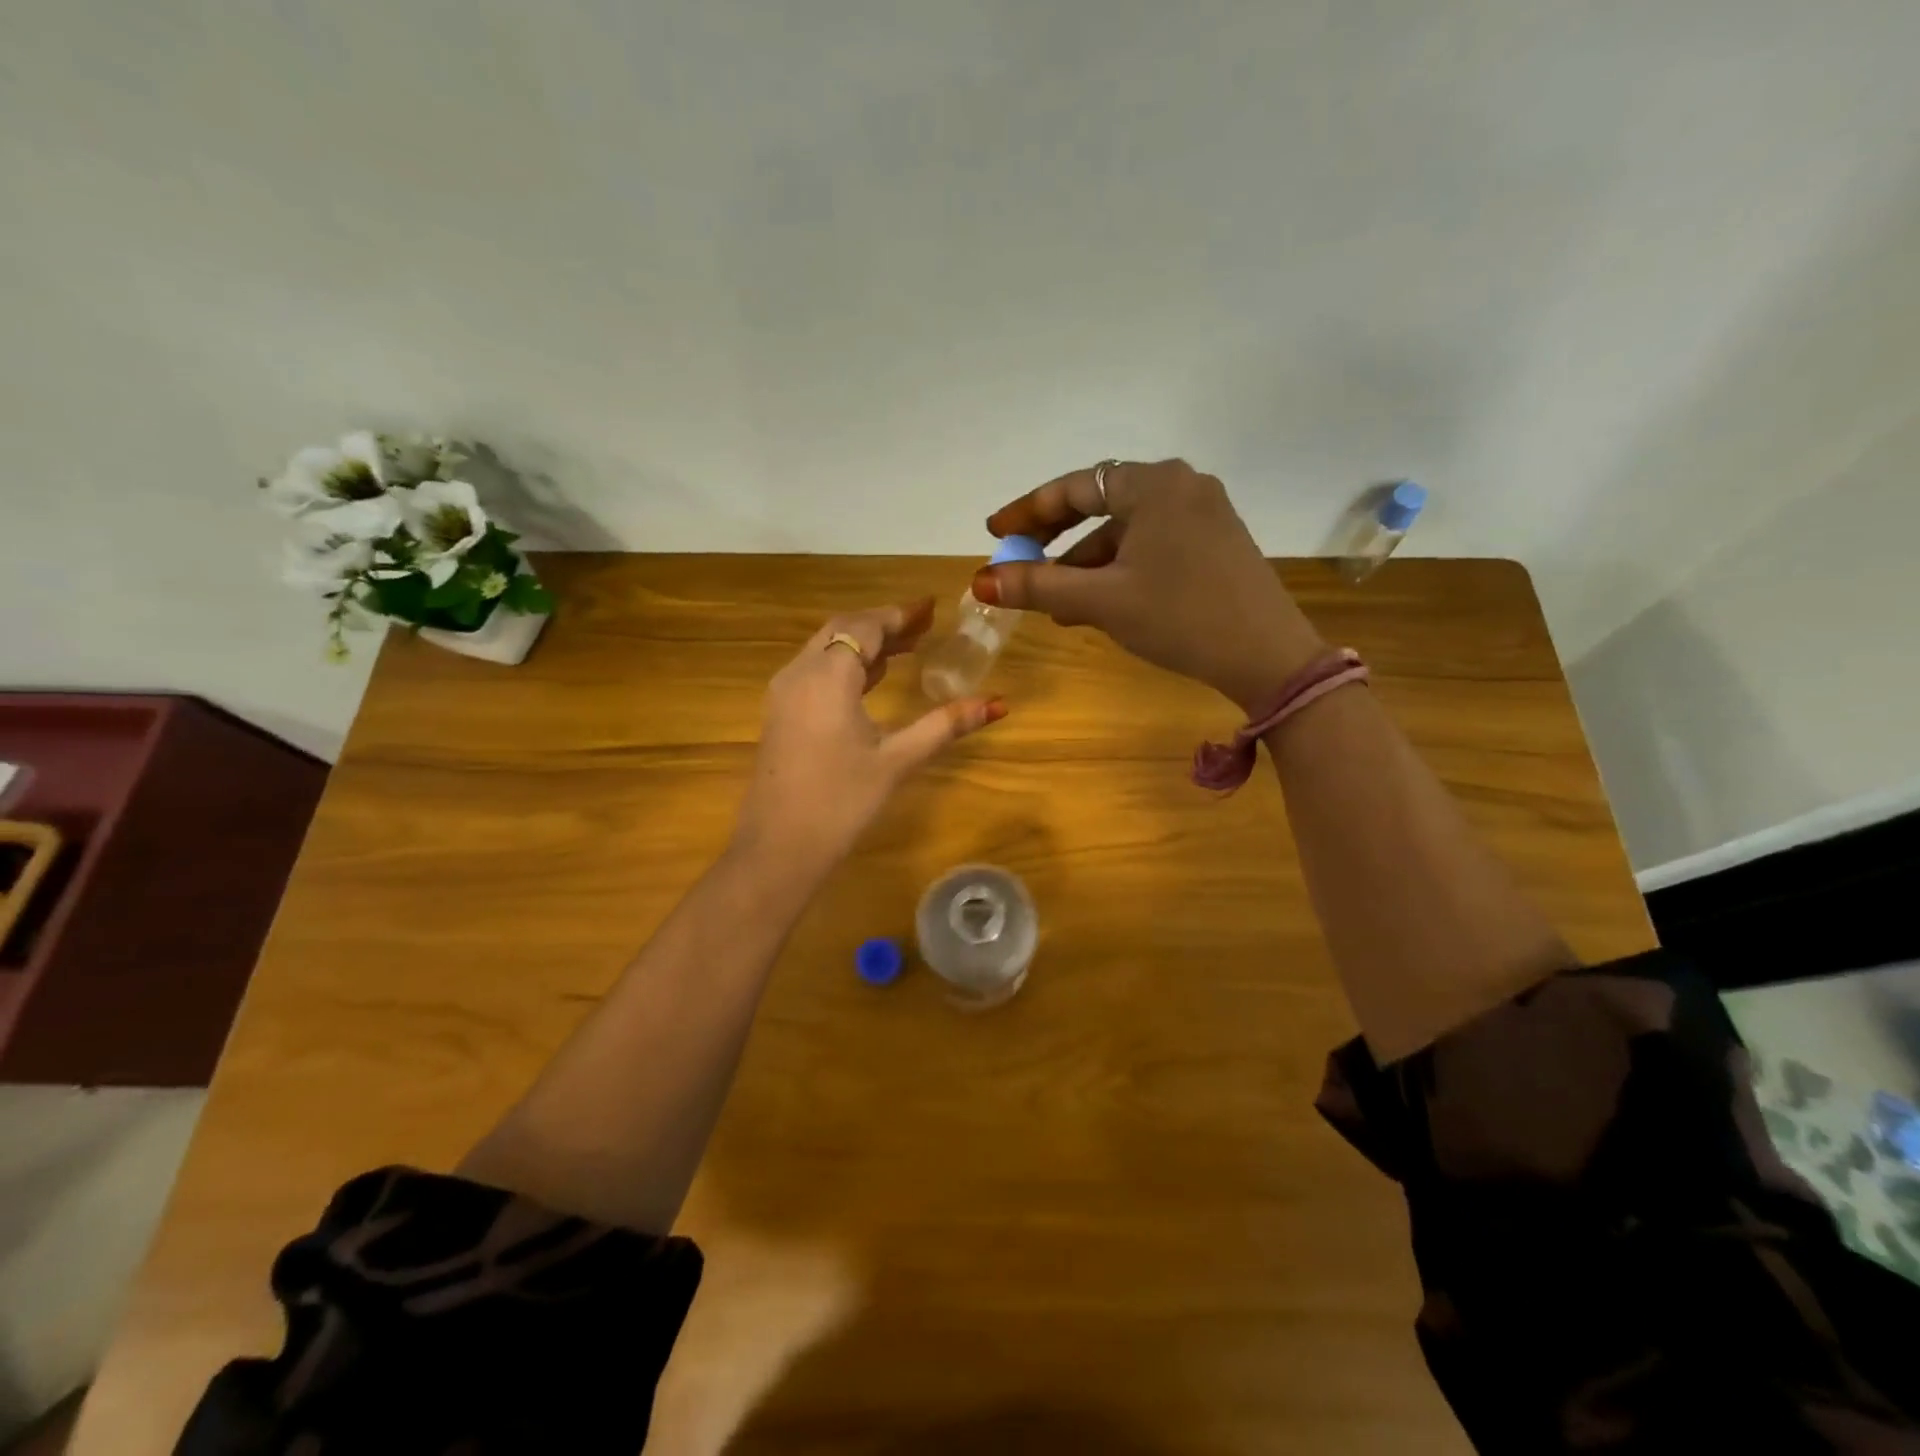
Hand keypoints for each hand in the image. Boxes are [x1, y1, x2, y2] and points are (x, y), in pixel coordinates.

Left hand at [733, 599, 1006, 872]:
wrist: (777, 848)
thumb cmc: (841, 802)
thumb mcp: (897, 760)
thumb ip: (945, 725)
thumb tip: (998, 703)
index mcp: (827, 676)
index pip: (864, 627)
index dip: (898, 614)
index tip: (930, 608)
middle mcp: (799, 674)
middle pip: (841, 630)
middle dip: (882, 624)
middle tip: (922, 627)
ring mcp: (783, 694)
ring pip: (824, 649)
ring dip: (862, 644)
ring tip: (905, 650)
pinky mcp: (779, 714)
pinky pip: (813, 670)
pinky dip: (844, 664)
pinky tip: (870, 681)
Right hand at [974, 460, 1327, 713]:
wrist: (1269, 657)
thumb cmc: (1180, 618)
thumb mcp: (1102, 601)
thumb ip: (1039, 586)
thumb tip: (982, 579)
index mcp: (1153, 485)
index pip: (1074, 487)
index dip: (1028, 511)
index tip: (994, 532)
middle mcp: (1181, 486)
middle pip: (1100, 505)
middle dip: (1057, 541)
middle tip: (1021, 565)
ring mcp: (1204, 514)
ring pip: (1127, 532)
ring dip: (1088, 564)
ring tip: (1058, 606)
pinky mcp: (1216, 543)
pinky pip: (1153, 546)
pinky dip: (1120, 570)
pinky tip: (1102, 604)